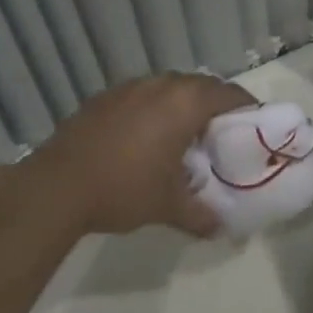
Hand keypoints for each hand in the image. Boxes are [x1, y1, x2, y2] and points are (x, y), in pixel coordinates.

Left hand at [24, 73, 256, 237]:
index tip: (253, 123)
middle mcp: (163, 85)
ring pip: (170, 87)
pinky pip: (143, 94)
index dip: (245, 106)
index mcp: (186, 103)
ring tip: (184, 134)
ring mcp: (131, 86)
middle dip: (215, 104)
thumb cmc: (124, 188)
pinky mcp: (106, 95)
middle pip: (201, 85)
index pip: (229, 94)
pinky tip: (145, 136)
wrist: (59, 185)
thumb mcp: (168, 206)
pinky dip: (154, 108)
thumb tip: (221, 227)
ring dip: (182, 104)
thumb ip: (200, 214)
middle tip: (221, 132)